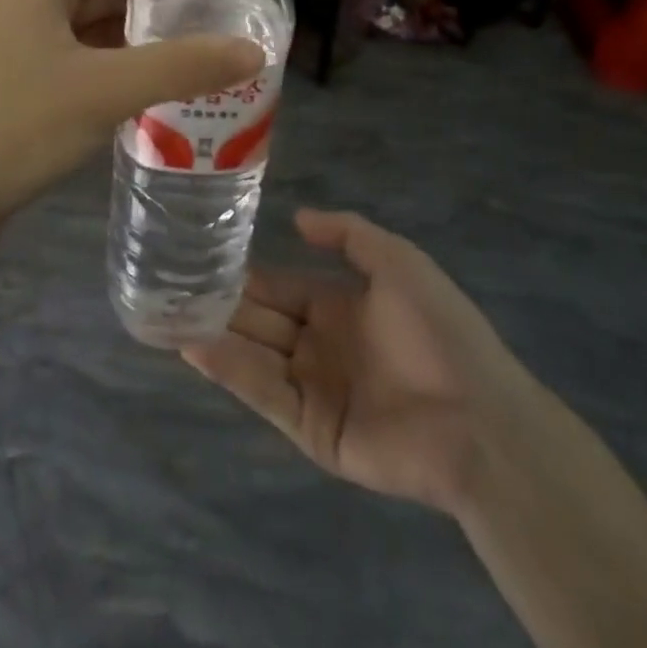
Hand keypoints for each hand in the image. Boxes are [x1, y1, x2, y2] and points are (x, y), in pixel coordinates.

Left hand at [0, 0, 262, 232]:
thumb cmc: (17, 126)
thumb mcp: (106, 89)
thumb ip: (182, 66)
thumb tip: (253, 50)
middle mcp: (21, 7)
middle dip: (153, 0)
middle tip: (211, 15)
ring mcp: (12, 50)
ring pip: (85, 31)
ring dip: (132, 38)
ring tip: (189, 51)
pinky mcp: (11, 89)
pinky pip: (72, 65)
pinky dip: (109, 69)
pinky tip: (143, 90)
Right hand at [183, 209, 533, 516]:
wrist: (479, 417)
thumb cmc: (439, 330)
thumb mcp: (398, 261)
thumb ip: (348, 234)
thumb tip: (297, 218)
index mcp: (339, 307)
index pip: (280, 286)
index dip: (245, 274)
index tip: (203, 258)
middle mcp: (320, 345)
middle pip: (260, 320)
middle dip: (221, 304)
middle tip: (170, 285)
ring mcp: (314, 389)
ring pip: (254, 354)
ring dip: (214, 334)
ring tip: (167, 313)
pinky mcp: (311, 429)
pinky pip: (264, 392)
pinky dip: (230, 370)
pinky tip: (195, 346)